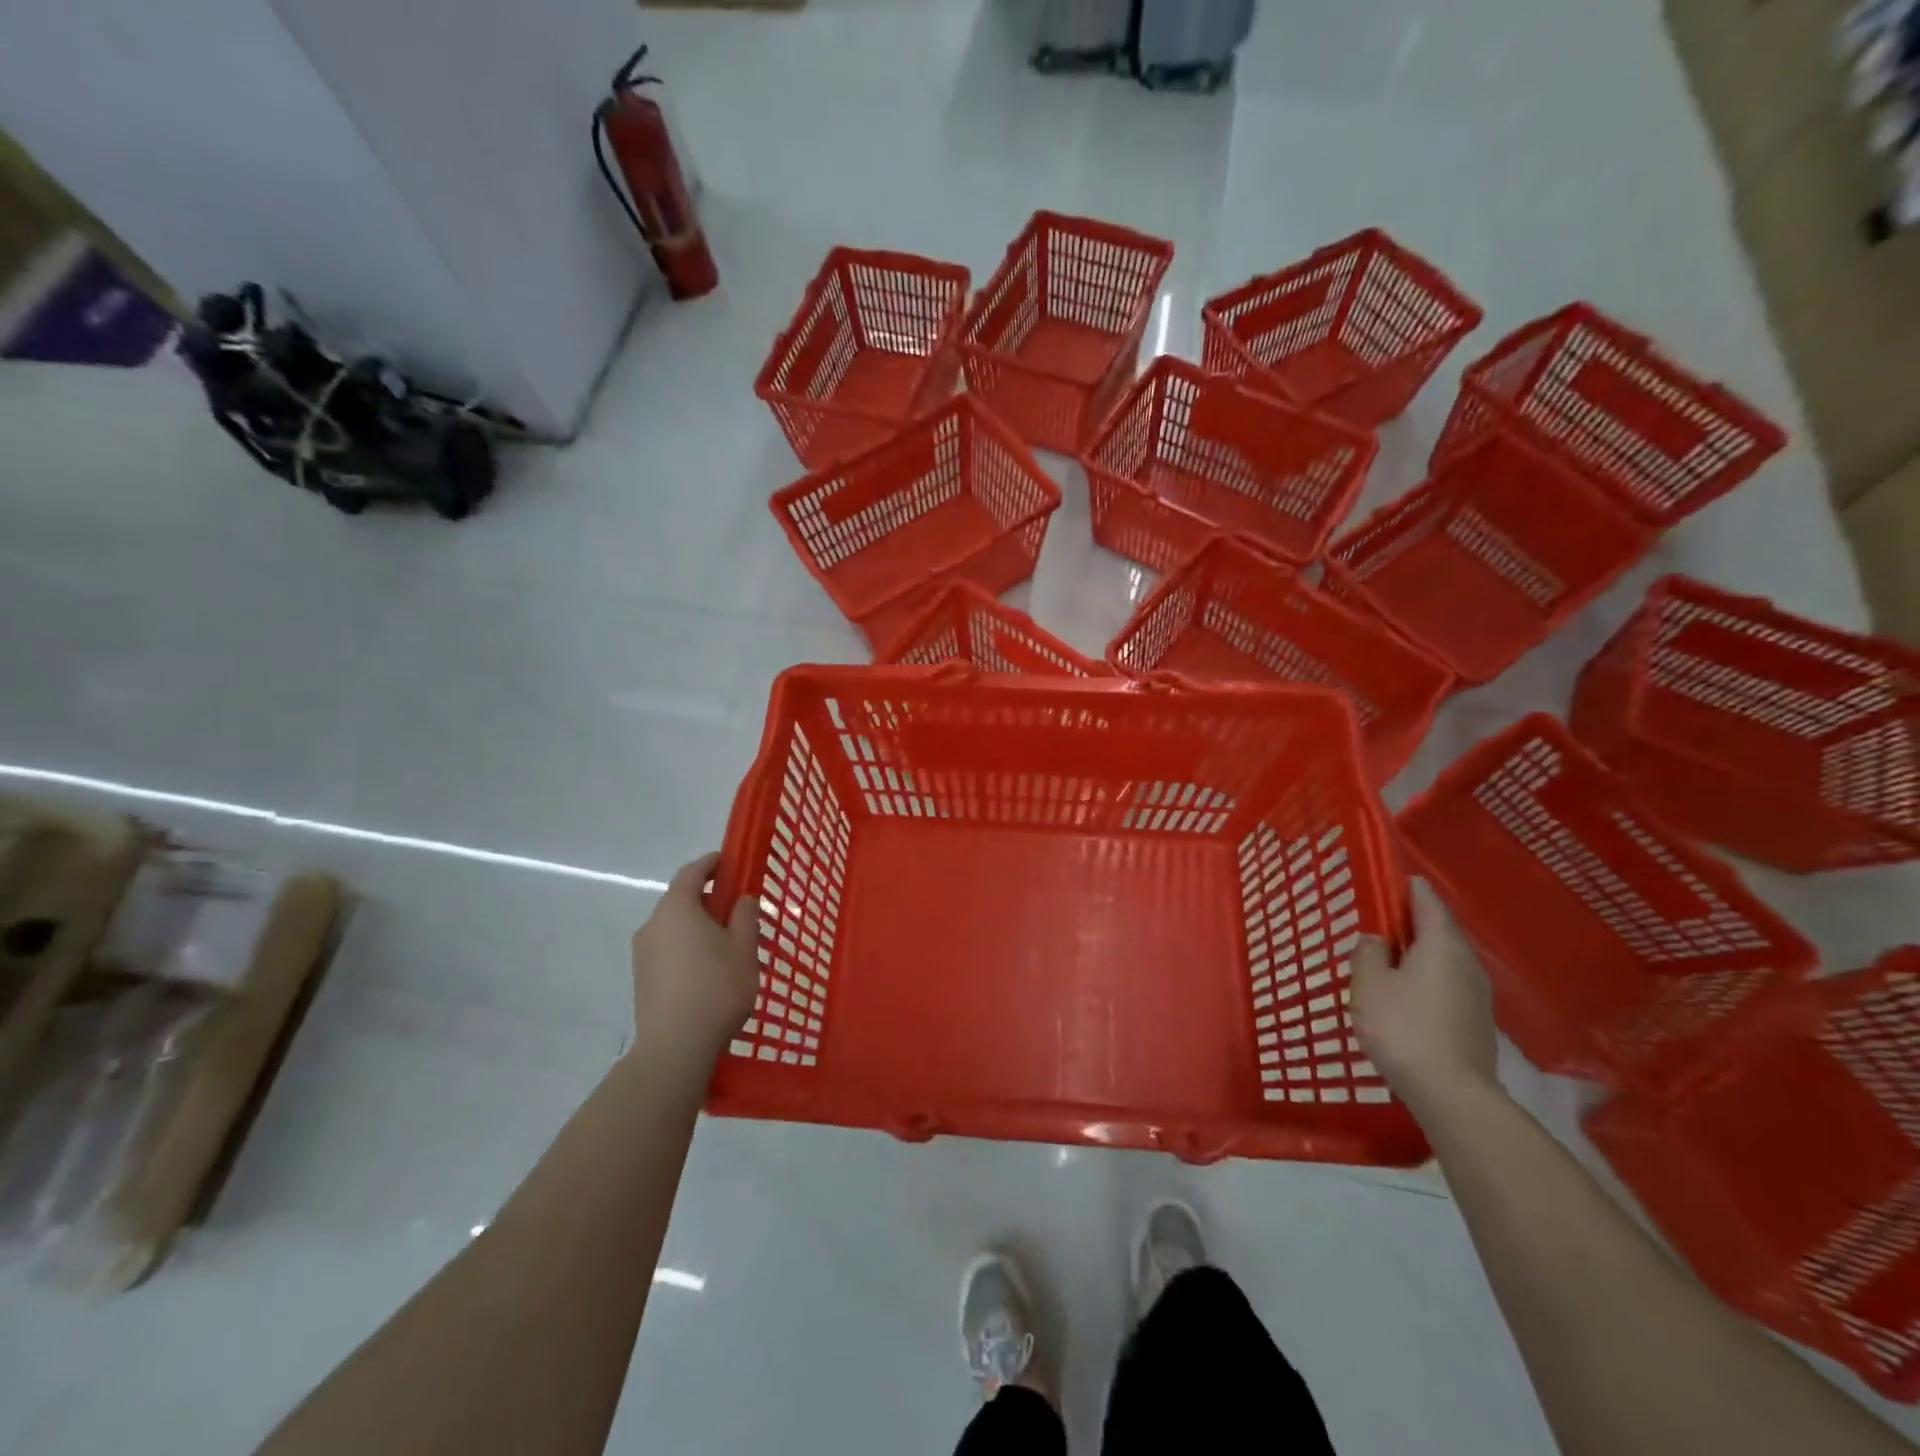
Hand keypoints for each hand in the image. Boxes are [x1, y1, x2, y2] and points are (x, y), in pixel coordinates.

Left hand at [630, 853, 758, 1067]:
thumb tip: (741, 900)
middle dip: (708, 898)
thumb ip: (745, 917)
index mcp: (677, 908)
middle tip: (737, 908)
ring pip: (674, 927)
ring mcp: (643, 953)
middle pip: (681, 900)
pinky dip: (687, 947)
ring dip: (698, 926)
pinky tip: (708, 969)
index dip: (712, 863)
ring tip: (727, 944)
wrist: (675, 1048)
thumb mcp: (744, 948)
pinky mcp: (642, 979)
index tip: (730, 861)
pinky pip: (668, 949)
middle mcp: (653, 925)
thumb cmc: (716, 988)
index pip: (692, 872)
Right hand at [1352, 878, 1497, 1116]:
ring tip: (1389, 960)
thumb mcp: (1368, 984)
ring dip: (1419, 954)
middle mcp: (1466, 962)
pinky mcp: (1477, 1022)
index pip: (1426, 901)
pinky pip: (1448, 985)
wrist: (1451, 1094)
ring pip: (1444, 960)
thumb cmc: (1403, 1027)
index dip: (1408, 888)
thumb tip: (1377, 940)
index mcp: (1441, 944)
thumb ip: (1368, 953)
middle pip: (1439, 931)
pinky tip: (1406, 995)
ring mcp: (1478, 995)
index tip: (1392, 880)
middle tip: (1382, 922)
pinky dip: (1427, 979)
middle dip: (1412, 923)